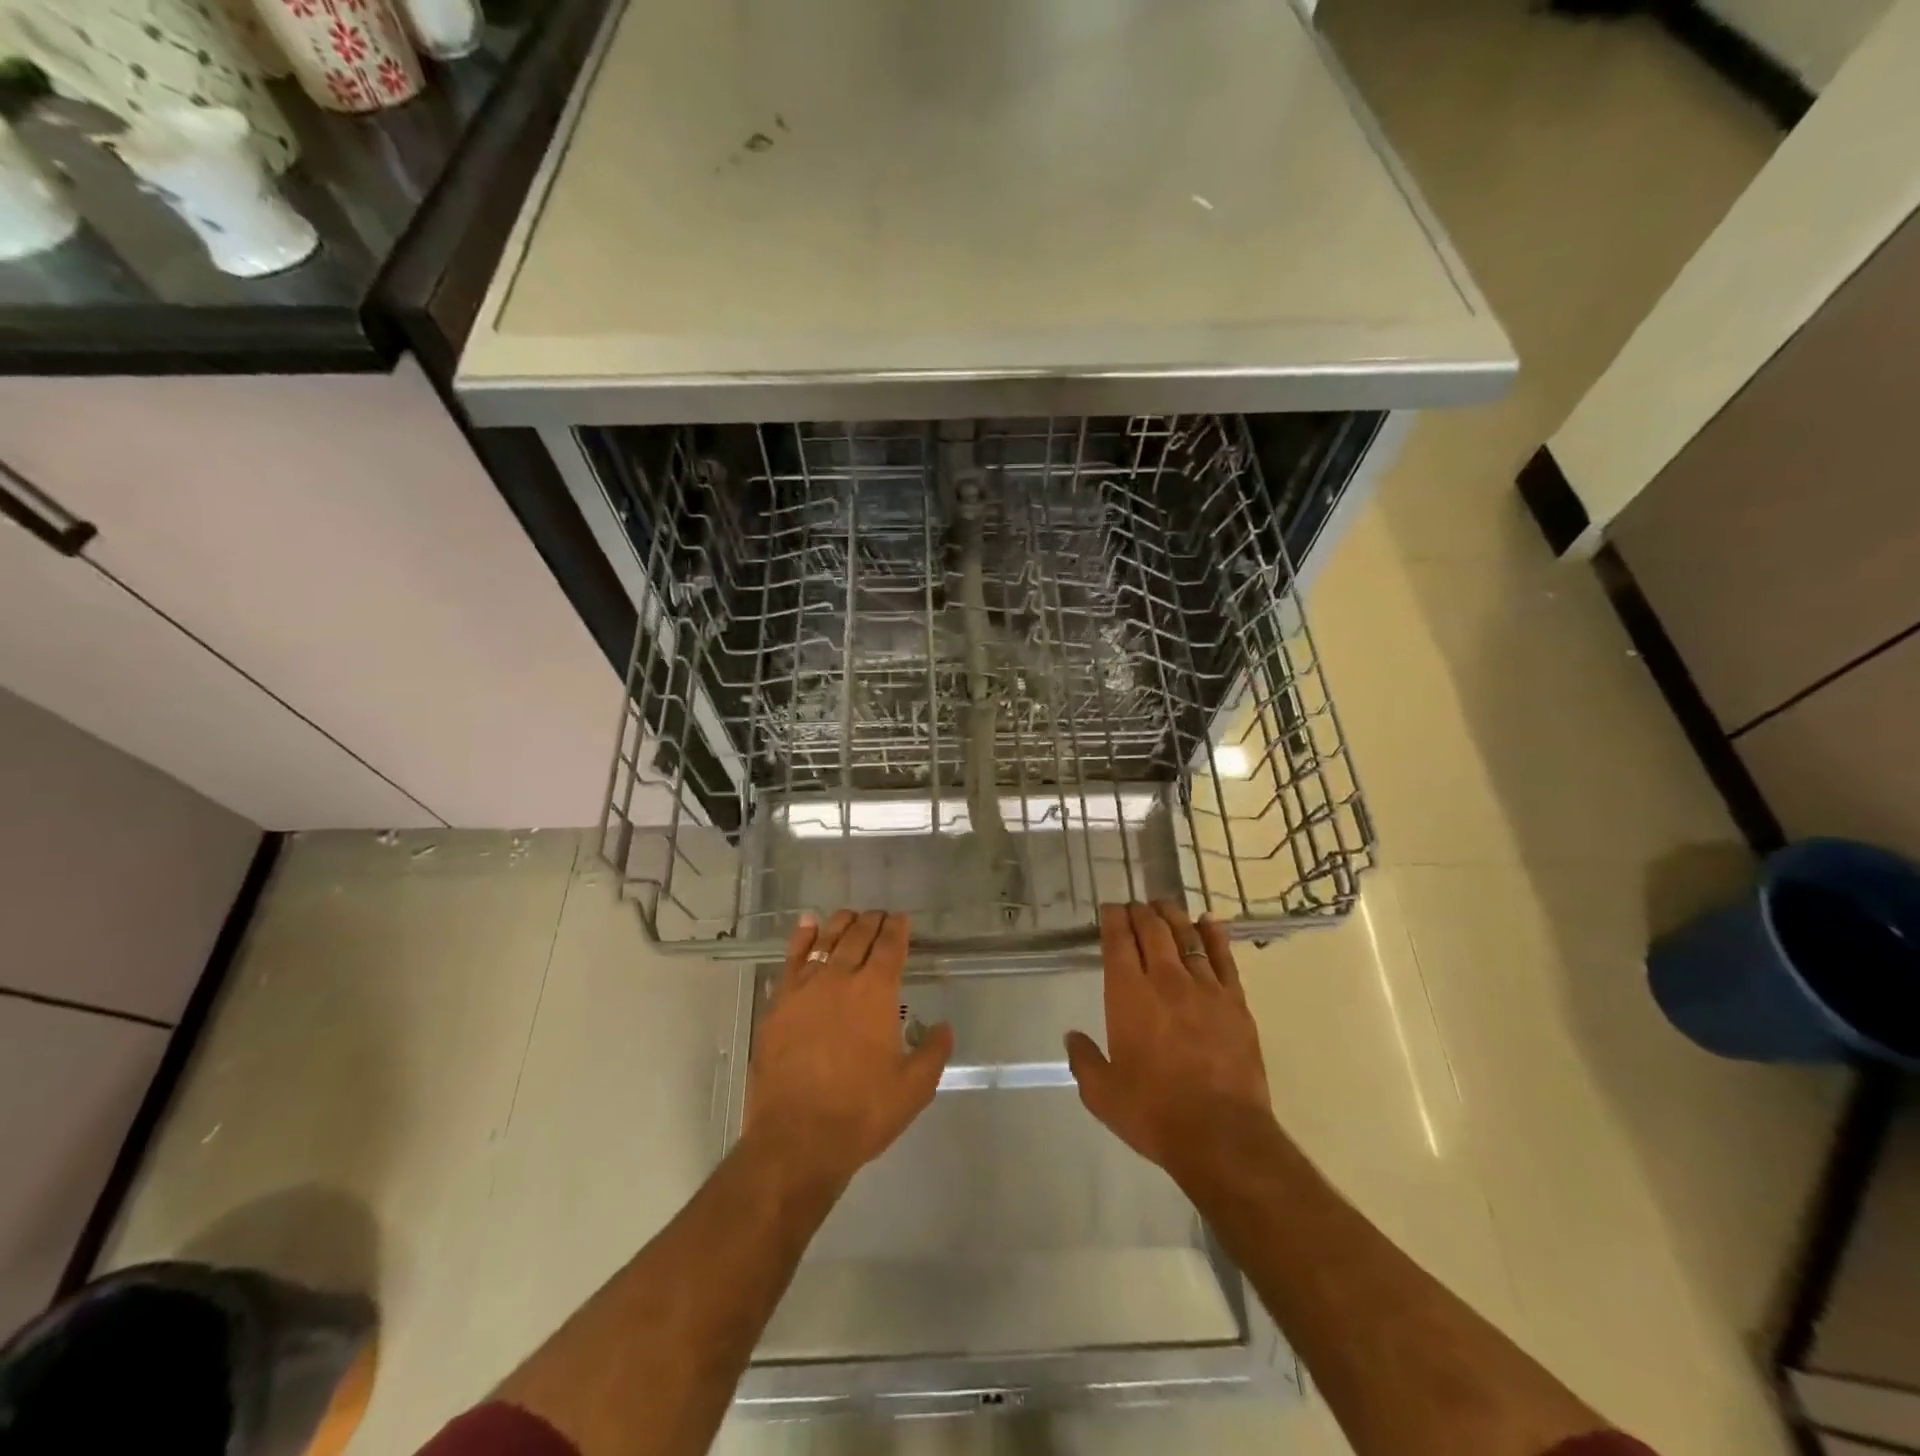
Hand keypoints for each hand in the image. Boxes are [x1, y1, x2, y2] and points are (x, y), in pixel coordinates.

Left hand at [744, 910, 953, 1186]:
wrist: (796, 1139)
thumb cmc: (861, 1113)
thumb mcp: (914, 1088)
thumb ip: (933, 1051)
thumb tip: (944, 1026)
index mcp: (876, 992)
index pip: (890, 946)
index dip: (898, 929)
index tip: (902, 919)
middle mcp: (840, 978)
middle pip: (858, 936)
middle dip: (872, 921)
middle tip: (880, 915)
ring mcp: (805, 988)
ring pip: (825, 941)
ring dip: (841, 924)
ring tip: (850, 916)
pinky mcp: (778, 1004)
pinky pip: (792, 959)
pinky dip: (802, 938)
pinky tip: (808, 925)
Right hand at [1065, 902, 1273, 1182]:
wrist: (1222, 1136)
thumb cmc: (1154, 1114)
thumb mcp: (1102, 1094)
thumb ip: (1084, 1060)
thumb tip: (1072, 1036)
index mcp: (1128, 996)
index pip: (1118, 942)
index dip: (1112, 919)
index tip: (1109, 908)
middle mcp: (1165, 980)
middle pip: (1153, 931)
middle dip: (1140, 912)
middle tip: (1134, 905)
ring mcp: (1204, 988)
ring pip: (1186, 937)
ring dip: (1172, 916)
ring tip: (1164, 906)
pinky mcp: (1235, 1002)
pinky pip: (1223, 957)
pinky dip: (1214, 935)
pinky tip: (1208, 922)